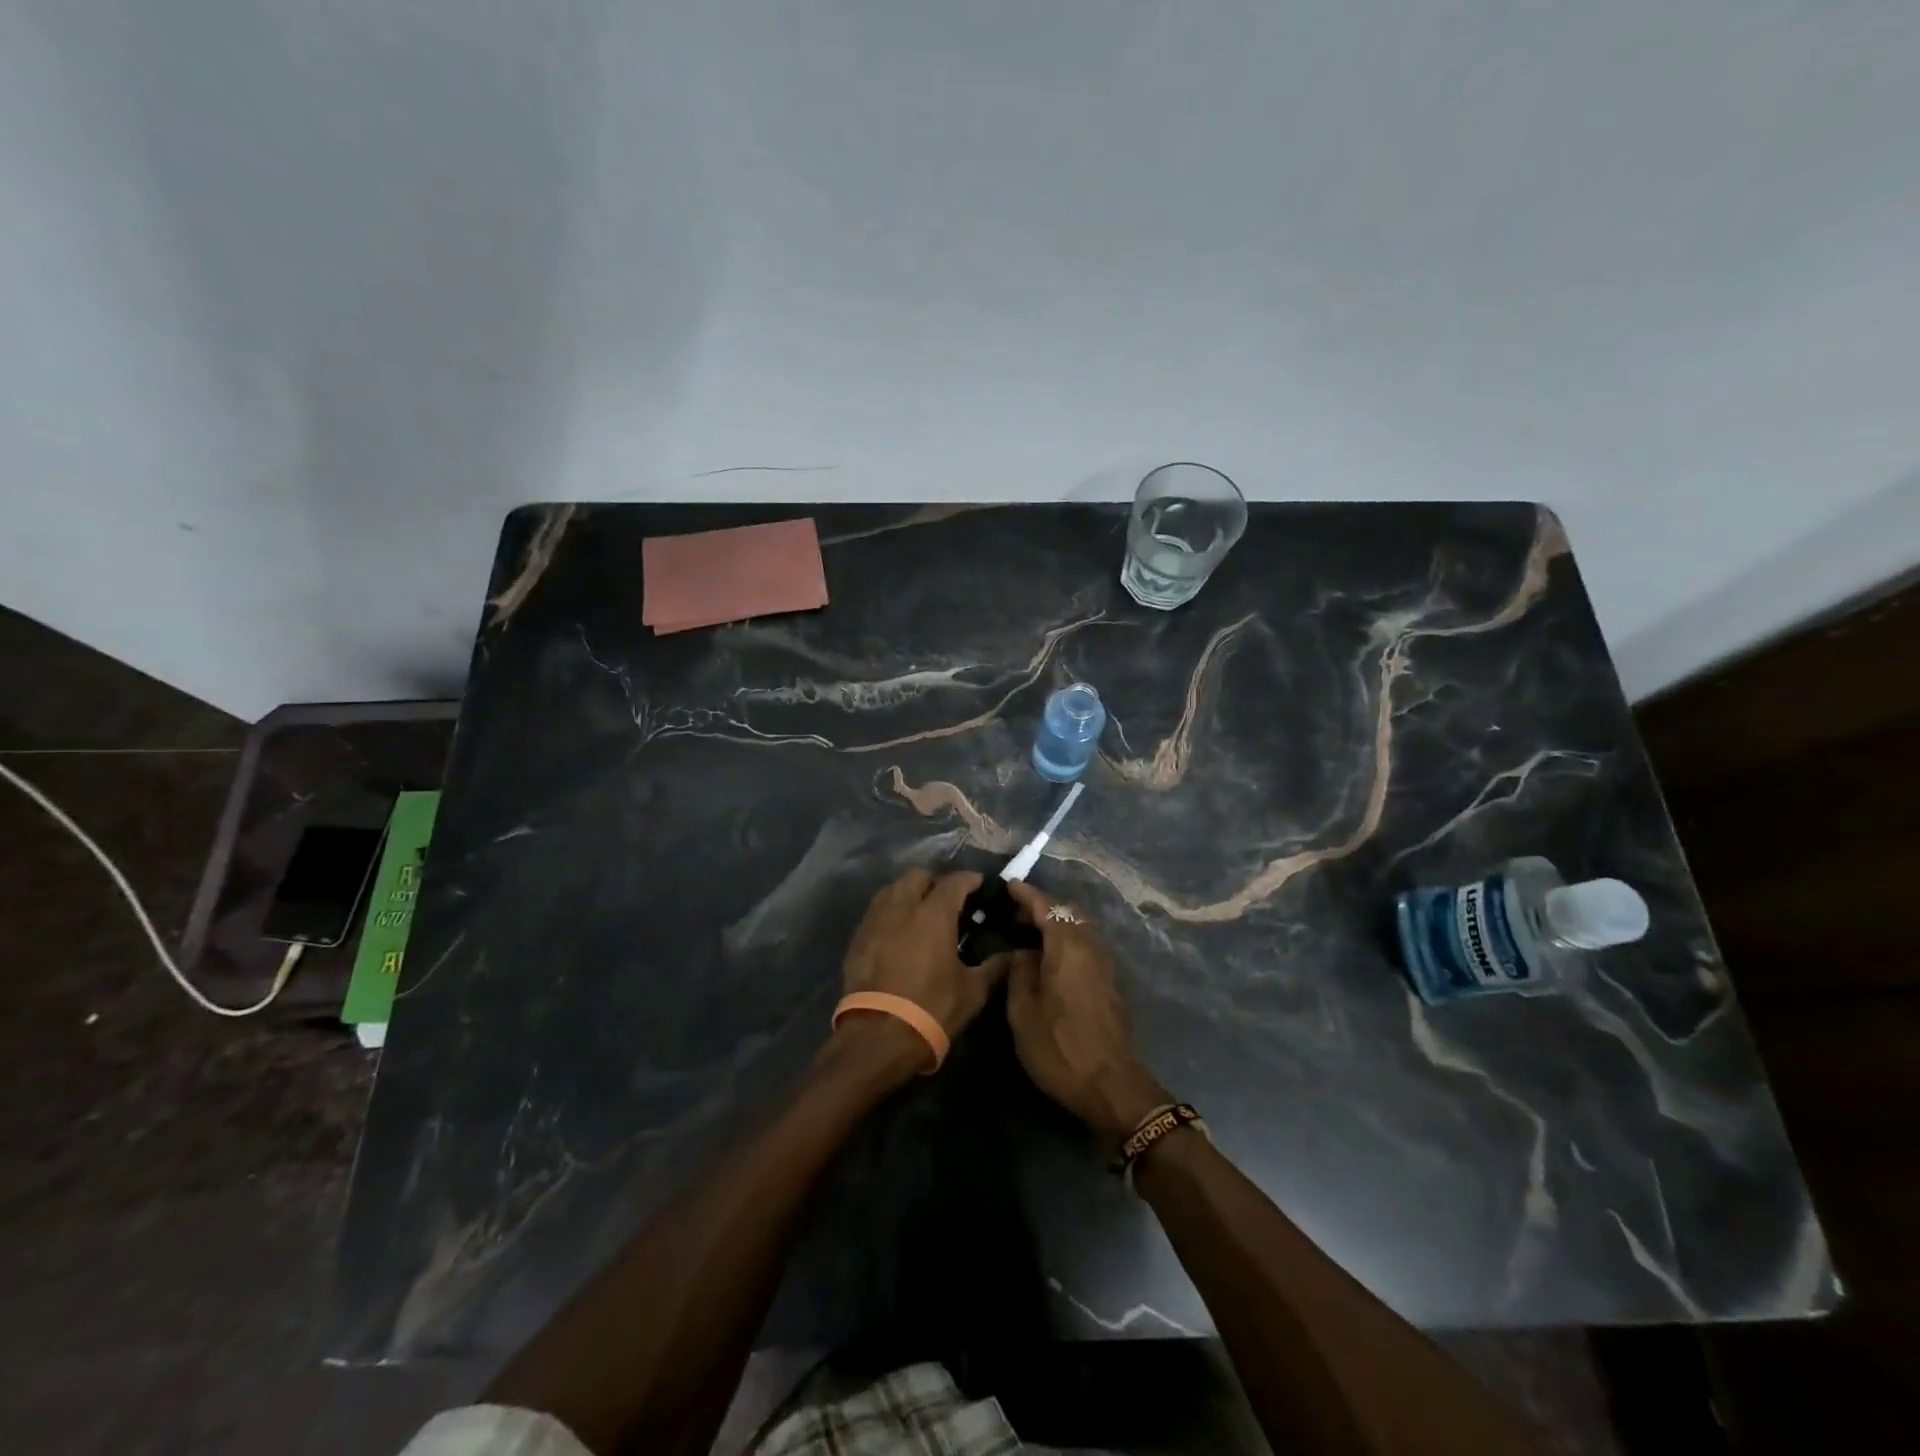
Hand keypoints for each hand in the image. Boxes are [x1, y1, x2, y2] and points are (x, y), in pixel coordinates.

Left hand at [841, 869, 1009, 1054]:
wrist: (878, 1036)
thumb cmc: (932, 1008)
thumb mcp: (972, 991)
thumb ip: (993, 967)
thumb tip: (1013, 955)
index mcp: (933, 914)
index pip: (954, 881)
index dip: (969, 880)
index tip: (979, 886)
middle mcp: (902, 907)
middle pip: (918, 875)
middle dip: (935, 882)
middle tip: (947, 901)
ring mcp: (875, 920)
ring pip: (892, 889)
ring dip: (909, 893)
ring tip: (920, 913)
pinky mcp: (858, 937)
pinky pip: (876, 912)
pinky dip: (890, 913)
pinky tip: (898, 933)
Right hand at [1003, 880, 1169, 1142]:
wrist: (1111, 1085)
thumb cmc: (1060, 1046)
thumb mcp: (1023, 1011)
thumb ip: (1019, 973)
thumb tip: (1021, 953)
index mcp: (1067, 945)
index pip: (1046, 905)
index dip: (1026, 894)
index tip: (1008, 885)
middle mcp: (1090, 945)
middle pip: (1067, 912)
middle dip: (1042, 906)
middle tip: (1015, 911)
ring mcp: (1105, 963)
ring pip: (1080, 928)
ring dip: (1056, 923)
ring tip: (1029, 932)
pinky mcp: (1110, 981)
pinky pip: (1086, 945)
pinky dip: (1067, 939)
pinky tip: (1050, 957)